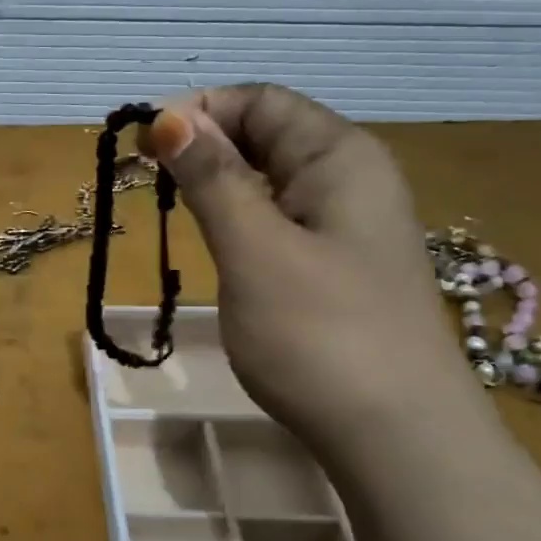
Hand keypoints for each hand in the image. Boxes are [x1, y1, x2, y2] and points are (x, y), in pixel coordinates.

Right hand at [144, 85, 467, 444]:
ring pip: (272, 181)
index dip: (199, 109)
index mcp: (339, 156)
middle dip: (205, 145)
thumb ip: (212, 179)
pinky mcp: (341, 269)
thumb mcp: (253, 249)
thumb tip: (169, 117)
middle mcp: (352, 179)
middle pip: (269, 135)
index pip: (262, 101)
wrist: (399, 439)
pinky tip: (220, 247)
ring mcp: (350, 228)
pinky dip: (242, 220)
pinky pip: (283, 221)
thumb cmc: (320, 335)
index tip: (141, 145)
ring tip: (175, 210)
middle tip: (148, 180)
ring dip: (219, 184)